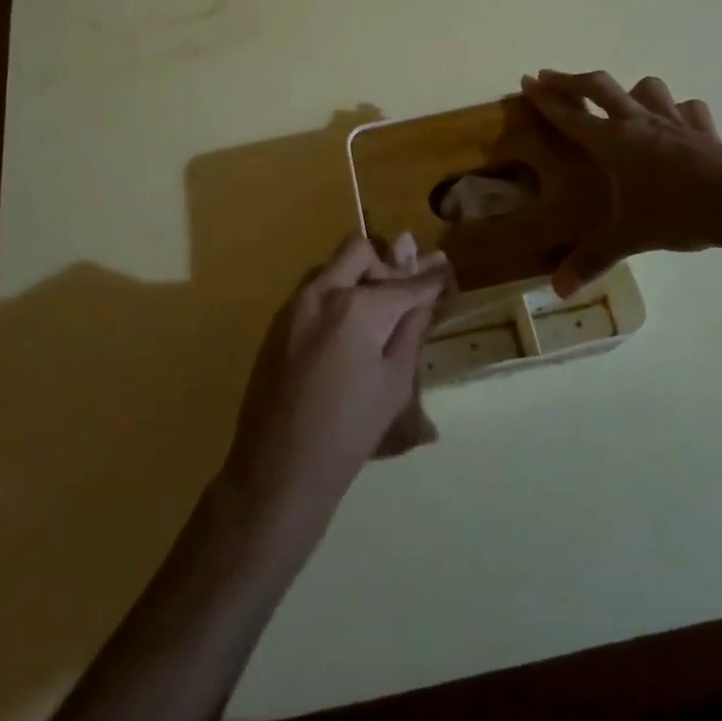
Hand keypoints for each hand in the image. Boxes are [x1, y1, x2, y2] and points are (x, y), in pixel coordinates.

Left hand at [222, 236, 447, 519]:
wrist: (278, 469)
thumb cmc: (348, 432)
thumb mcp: (394, 384)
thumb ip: (410, 332)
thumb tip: (426, 300)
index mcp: (356, 307)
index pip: (403, 284)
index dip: (428, 279)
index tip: (444, 269)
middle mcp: (321, 292)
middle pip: (360, 251)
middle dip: (385, 264)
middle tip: (402, 293)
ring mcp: (294, 304)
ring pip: (333, 267)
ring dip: (358, 277)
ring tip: (376, 313)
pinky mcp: (278, 322)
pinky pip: (313, 291)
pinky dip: (336, 296)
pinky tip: (347, 331)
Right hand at [520, 70, 721, 293]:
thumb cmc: (676, 212)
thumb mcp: (628, 238)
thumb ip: (592, 260)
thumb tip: (558, 291)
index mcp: (613, 142)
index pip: (569, 115)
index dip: (545, 98)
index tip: (527, 80)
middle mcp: (638, 123)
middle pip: (599, 87)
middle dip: (571, 80)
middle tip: (551, 76)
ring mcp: (673, 122)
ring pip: (647, 88)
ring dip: (629, 90)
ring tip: (622, 100)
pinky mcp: (703, 130)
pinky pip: (688, 109)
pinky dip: (678, 111)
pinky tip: (676, 122)